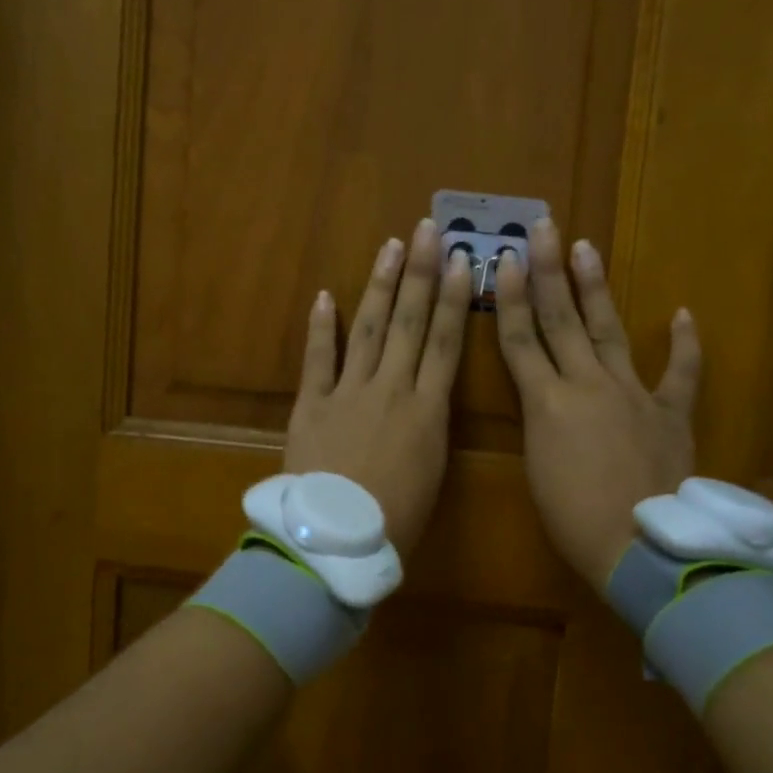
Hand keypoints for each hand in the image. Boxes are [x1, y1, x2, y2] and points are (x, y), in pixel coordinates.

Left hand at [286, 219, 474, 553]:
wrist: (337, 541)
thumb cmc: (395, 522)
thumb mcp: (431, 475)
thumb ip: (430, 432)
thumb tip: (426, 405)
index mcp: (428, 411)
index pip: (445, 343)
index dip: (454, 299)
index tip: (461, 261)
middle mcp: (392, 389)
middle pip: (409, 322)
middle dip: (420, 273)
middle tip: (427, 231)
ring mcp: (348, 392)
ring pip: (368, 328)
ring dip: (379, 285)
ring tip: (390, 247)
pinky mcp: (310, 404)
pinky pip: (317, 358)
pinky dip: (320, 327)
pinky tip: (324, 295)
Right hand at [493, 219, 700, 593]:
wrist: (642, 547)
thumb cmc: (574, 520)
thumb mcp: (538, 469)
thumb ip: (541, 423)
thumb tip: (547, 401)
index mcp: (547, 403)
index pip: (520, 340)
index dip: (510, 297)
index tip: (504, 259)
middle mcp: (587, 385)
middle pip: (561, 320)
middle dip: (548, 271)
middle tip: (543, 229)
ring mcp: (632, 394)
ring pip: (609, 331)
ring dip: (595, 288)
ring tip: (586, 249)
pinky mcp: (671, 412)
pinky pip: (681, 373)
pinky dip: (684, 344)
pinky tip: (682, 313)